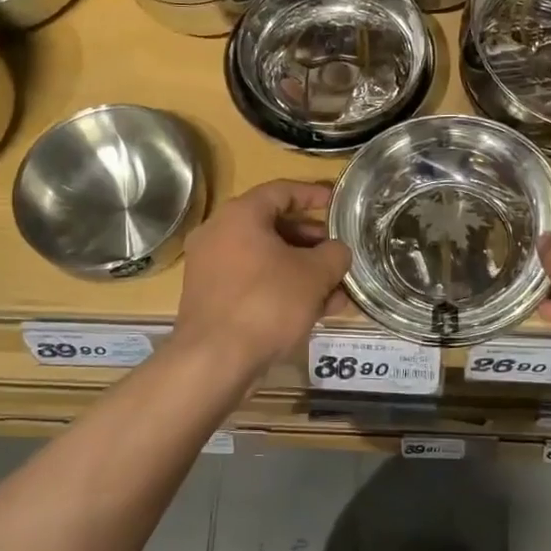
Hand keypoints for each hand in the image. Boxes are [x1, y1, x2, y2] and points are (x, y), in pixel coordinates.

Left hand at [174, 180, 349, 374]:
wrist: (215, 360)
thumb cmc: (267, 303)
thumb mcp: (315, 275)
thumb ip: (335, 254)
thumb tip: (338, 251)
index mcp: (240, 215)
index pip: (282, 191)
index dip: (314, 195)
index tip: (337, 204)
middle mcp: (219, 234)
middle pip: (273, 226)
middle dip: (312, 241)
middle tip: (338, 253)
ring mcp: (212, 268)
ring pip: (266, 259)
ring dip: (302, 271)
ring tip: (336, 290)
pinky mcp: (213, 298)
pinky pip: (254, 283)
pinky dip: (282, 289)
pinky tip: (314, 310)